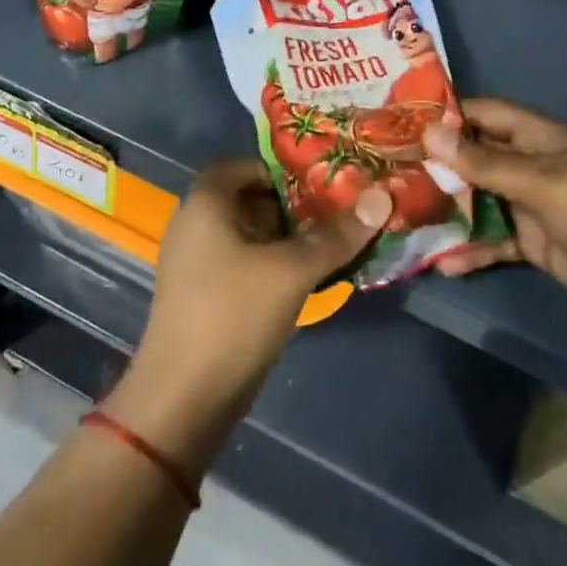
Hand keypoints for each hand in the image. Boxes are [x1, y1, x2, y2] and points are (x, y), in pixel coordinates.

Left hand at [105, 159, 385, 473]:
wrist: (184, 400)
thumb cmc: (233, 315)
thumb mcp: (291, 270)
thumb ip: (336, 234)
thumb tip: (382, 195)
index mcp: (205, 202)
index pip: (244, 165)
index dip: (281, 170)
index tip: (321, 184)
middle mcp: (194, 224)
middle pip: (250, 199)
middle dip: (293, 205)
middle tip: (338, 213)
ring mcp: (197, 263)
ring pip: (250, 235)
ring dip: (288, 238)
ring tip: (333, 244)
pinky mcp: (205, 296)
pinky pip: (244, 264)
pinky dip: (274, 264)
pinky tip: (308, 279)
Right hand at [422, 98, 566, 332]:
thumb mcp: (540, 182)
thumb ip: (483, 163)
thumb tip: (428, 132)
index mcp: (538, 136)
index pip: (484, 113)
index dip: (447, 114)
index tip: (401, 121)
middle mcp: (531, 164)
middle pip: (475, 157)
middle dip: (437, 164)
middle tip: (388, 172)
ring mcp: (531, 205)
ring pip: (478, 200)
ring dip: (447, 209)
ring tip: (401, 216)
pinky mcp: (534, 243)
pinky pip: (493, 240)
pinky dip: (470, 250)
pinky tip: (441, 262)